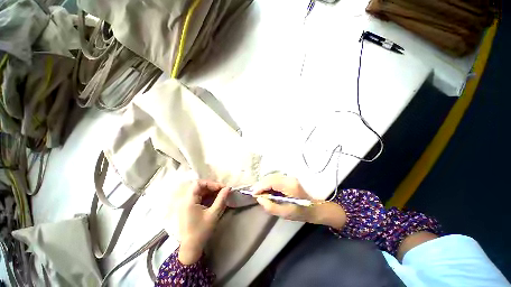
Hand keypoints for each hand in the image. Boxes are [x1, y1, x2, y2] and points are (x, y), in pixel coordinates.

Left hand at [175, 180, 230, 264]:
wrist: (191, 248)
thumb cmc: (202, 231)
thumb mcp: (213, 214)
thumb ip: (221, 199)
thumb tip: (228, 188)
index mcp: (189, 201)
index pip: (198, 183)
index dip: (211, 183)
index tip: (221, 188)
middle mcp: (185, 201)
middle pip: (199, 187)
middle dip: (212, 187)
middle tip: (223, 190)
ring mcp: (186, 205)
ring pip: (199, 192)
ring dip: (210, 192)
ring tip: (221, 195)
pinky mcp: (188, 209)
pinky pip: (198, 198)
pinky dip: (207, 197)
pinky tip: (215, 200)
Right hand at [252, 174, 345, 228]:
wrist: (315, 208)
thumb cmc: (301, 212)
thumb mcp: (285, 213)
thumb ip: (270, 206)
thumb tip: (259, 198)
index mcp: (289, 185)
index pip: (270, 181)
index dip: (260, 186)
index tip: (253, 194)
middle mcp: (288, 178)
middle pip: (270, 177)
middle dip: (260, 184)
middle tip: (255, 194)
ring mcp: (289, 177)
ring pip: (271, 176)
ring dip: (264, 183)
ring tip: (260, 193)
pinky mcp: (288, 178)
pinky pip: (275, 178)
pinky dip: (269, 183)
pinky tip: (267, 190)